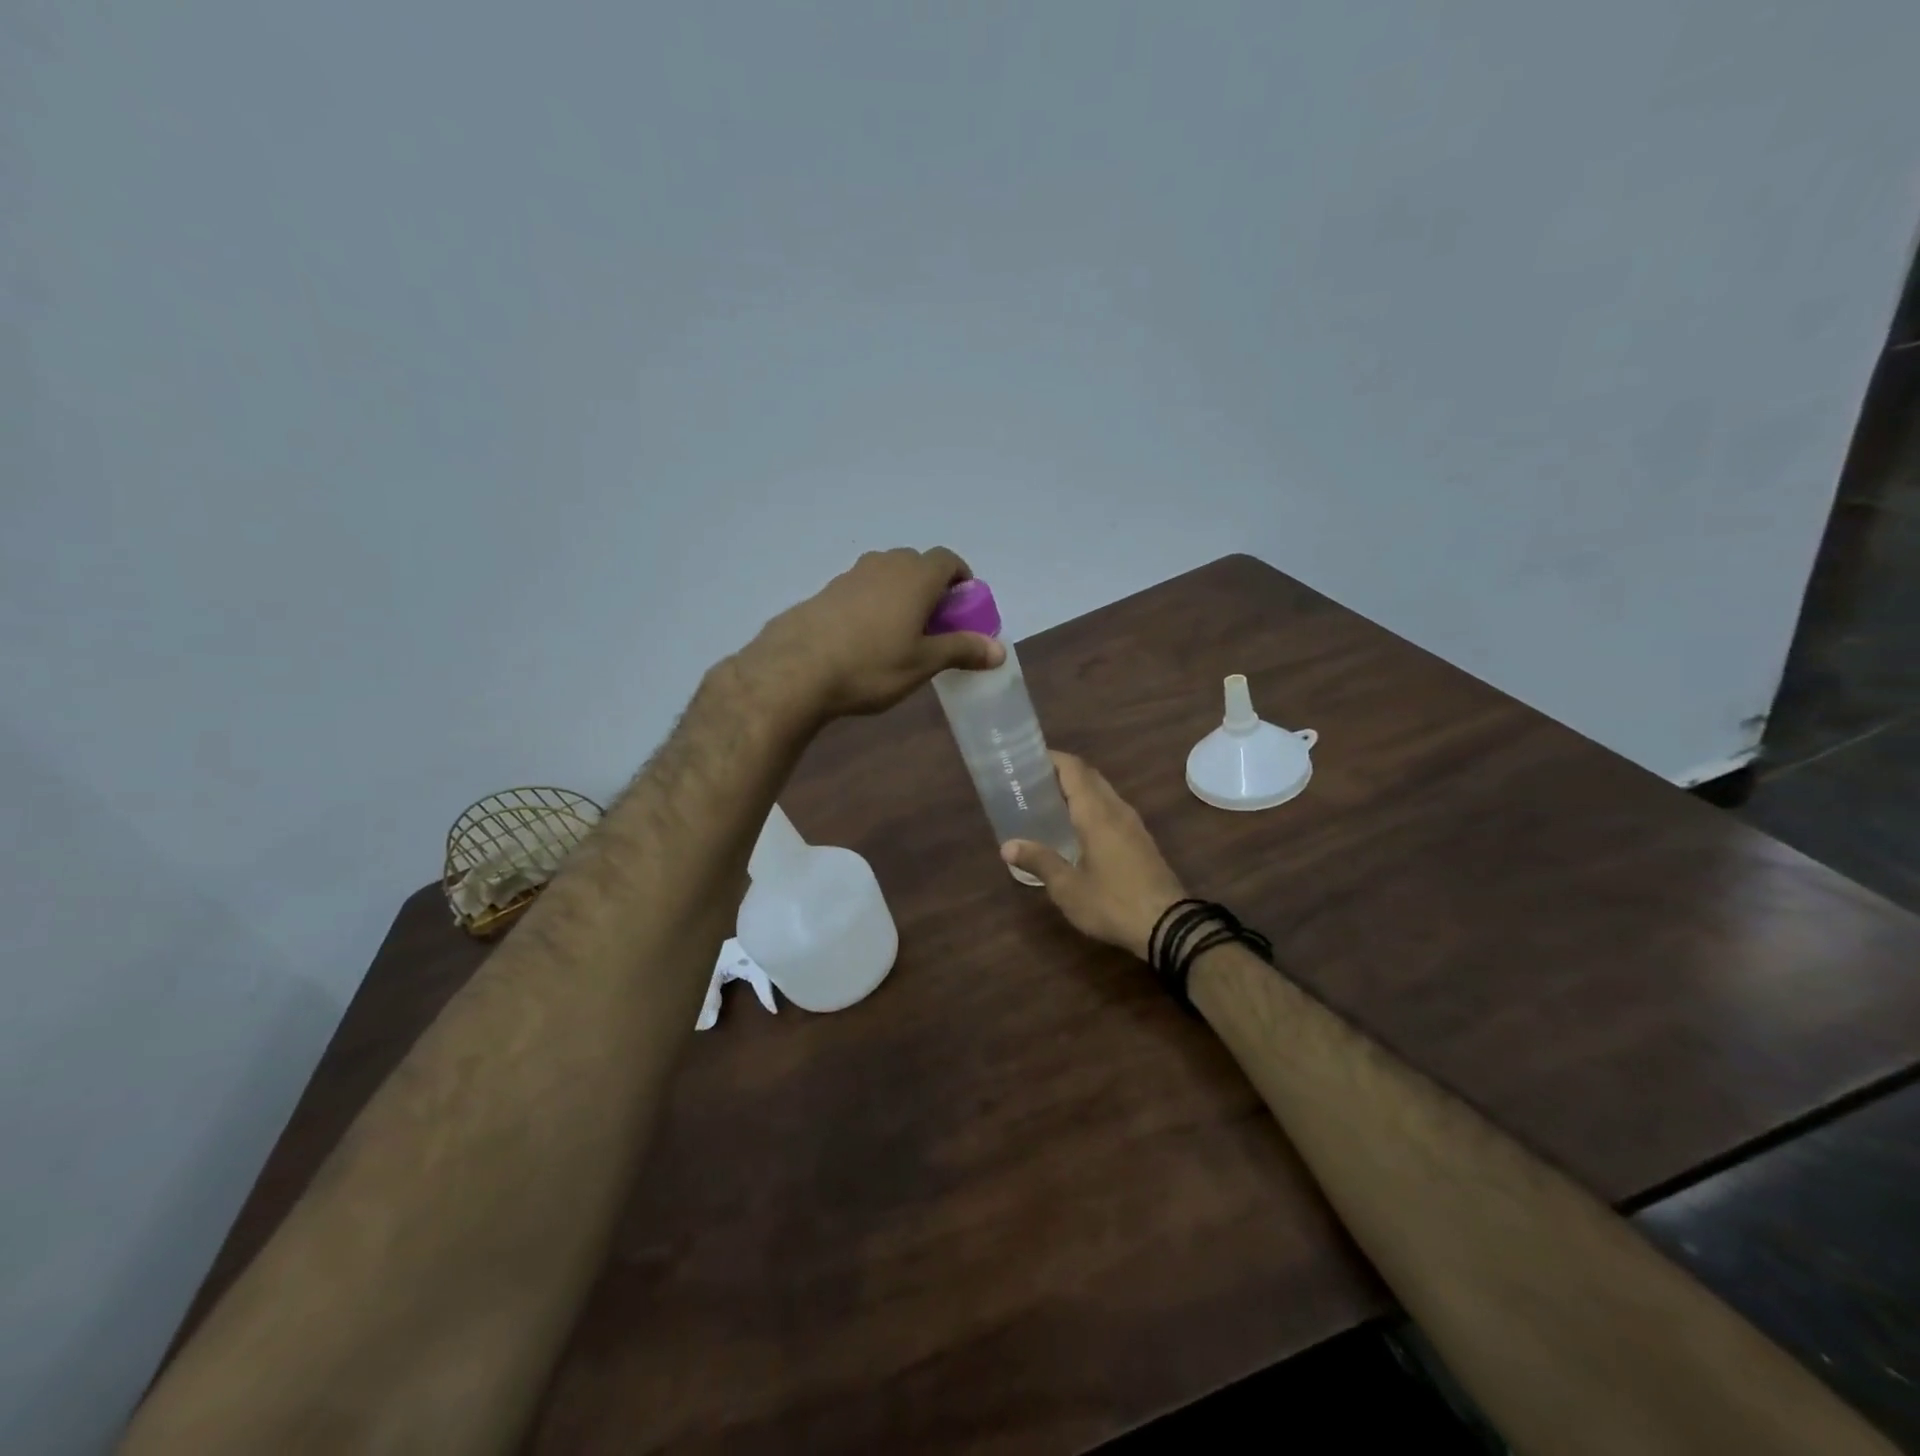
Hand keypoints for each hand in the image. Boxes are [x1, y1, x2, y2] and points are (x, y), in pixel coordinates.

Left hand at [744, 547, 1003, 720]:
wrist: (795, 671)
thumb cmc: (871, 666)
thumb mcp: (923, 663)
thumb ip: (962, 650)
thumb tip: (999, 650)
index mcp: (915, 576)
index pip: (948, 560)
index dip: (960, 579)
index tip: (962, 607)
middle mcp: (884, 565)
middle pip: (916, 563)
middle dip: (930, 587)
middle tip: (933, 623)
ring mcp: (850, 576)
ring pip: (885, 574)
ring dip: (899, 593)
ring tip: (899, 632)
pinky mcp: (824, 592)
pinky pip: (860, 589)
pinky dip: (872, 603)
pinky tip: (863, 639)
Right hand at [1001, 752, 1187, 960]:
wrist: (1169, 925)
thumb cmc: (1112, 902)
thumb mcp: (1068, 888)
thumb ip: (1039, 861)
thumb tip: (1007, 846)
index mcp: (1096, 813)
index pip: (1074, 769)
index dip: (1052, 758)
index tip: (1028, 759)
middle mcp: (1116, 810)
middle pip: (1089, 776)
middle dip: (1062, 771)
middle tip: (1032, 781)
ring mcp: (1133, 824)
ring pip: (1103, 792)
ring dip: (1079, 788)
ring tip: (1050, 801)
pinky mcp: (1141, 840)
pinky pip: (1112, 809)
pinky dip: (1092, 805)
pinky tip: (1077, 826)